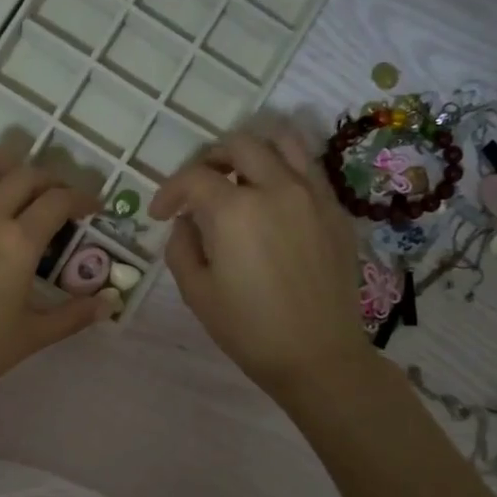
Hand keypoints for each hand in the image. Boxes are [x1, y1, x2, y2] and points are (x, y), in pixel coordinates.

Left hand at [0, 145, 109, 418]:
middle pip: (24, 176)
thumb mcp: (30, 338)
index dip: (82, 198)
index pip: (59, 202)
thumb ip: (73, 316)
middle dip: (49, 181)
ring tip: (5, 181)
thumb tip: (111, 302)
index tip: (91, 207)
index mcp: (18, 243)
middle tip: (55, 198)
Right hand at [152, 126, 375, 400]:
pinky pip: (308, 168)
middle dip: (208, 160)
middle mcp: (276, 188)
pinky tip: (272, 199)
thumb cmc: (248, 329)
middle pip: (238, 144)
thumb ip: (181, 246)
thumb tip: (187, 221)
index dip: (169, 191)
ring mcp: (313, 195)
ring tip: (239, 174)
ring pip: (283, 141)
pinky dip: (284, 169)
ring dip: (252, 150)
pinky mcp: (336, 210)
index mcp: (235, 210)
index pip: (193, 177)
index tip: (161, 214)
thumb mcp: (196, 292)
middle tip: (197, 188)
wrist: (317, 355)